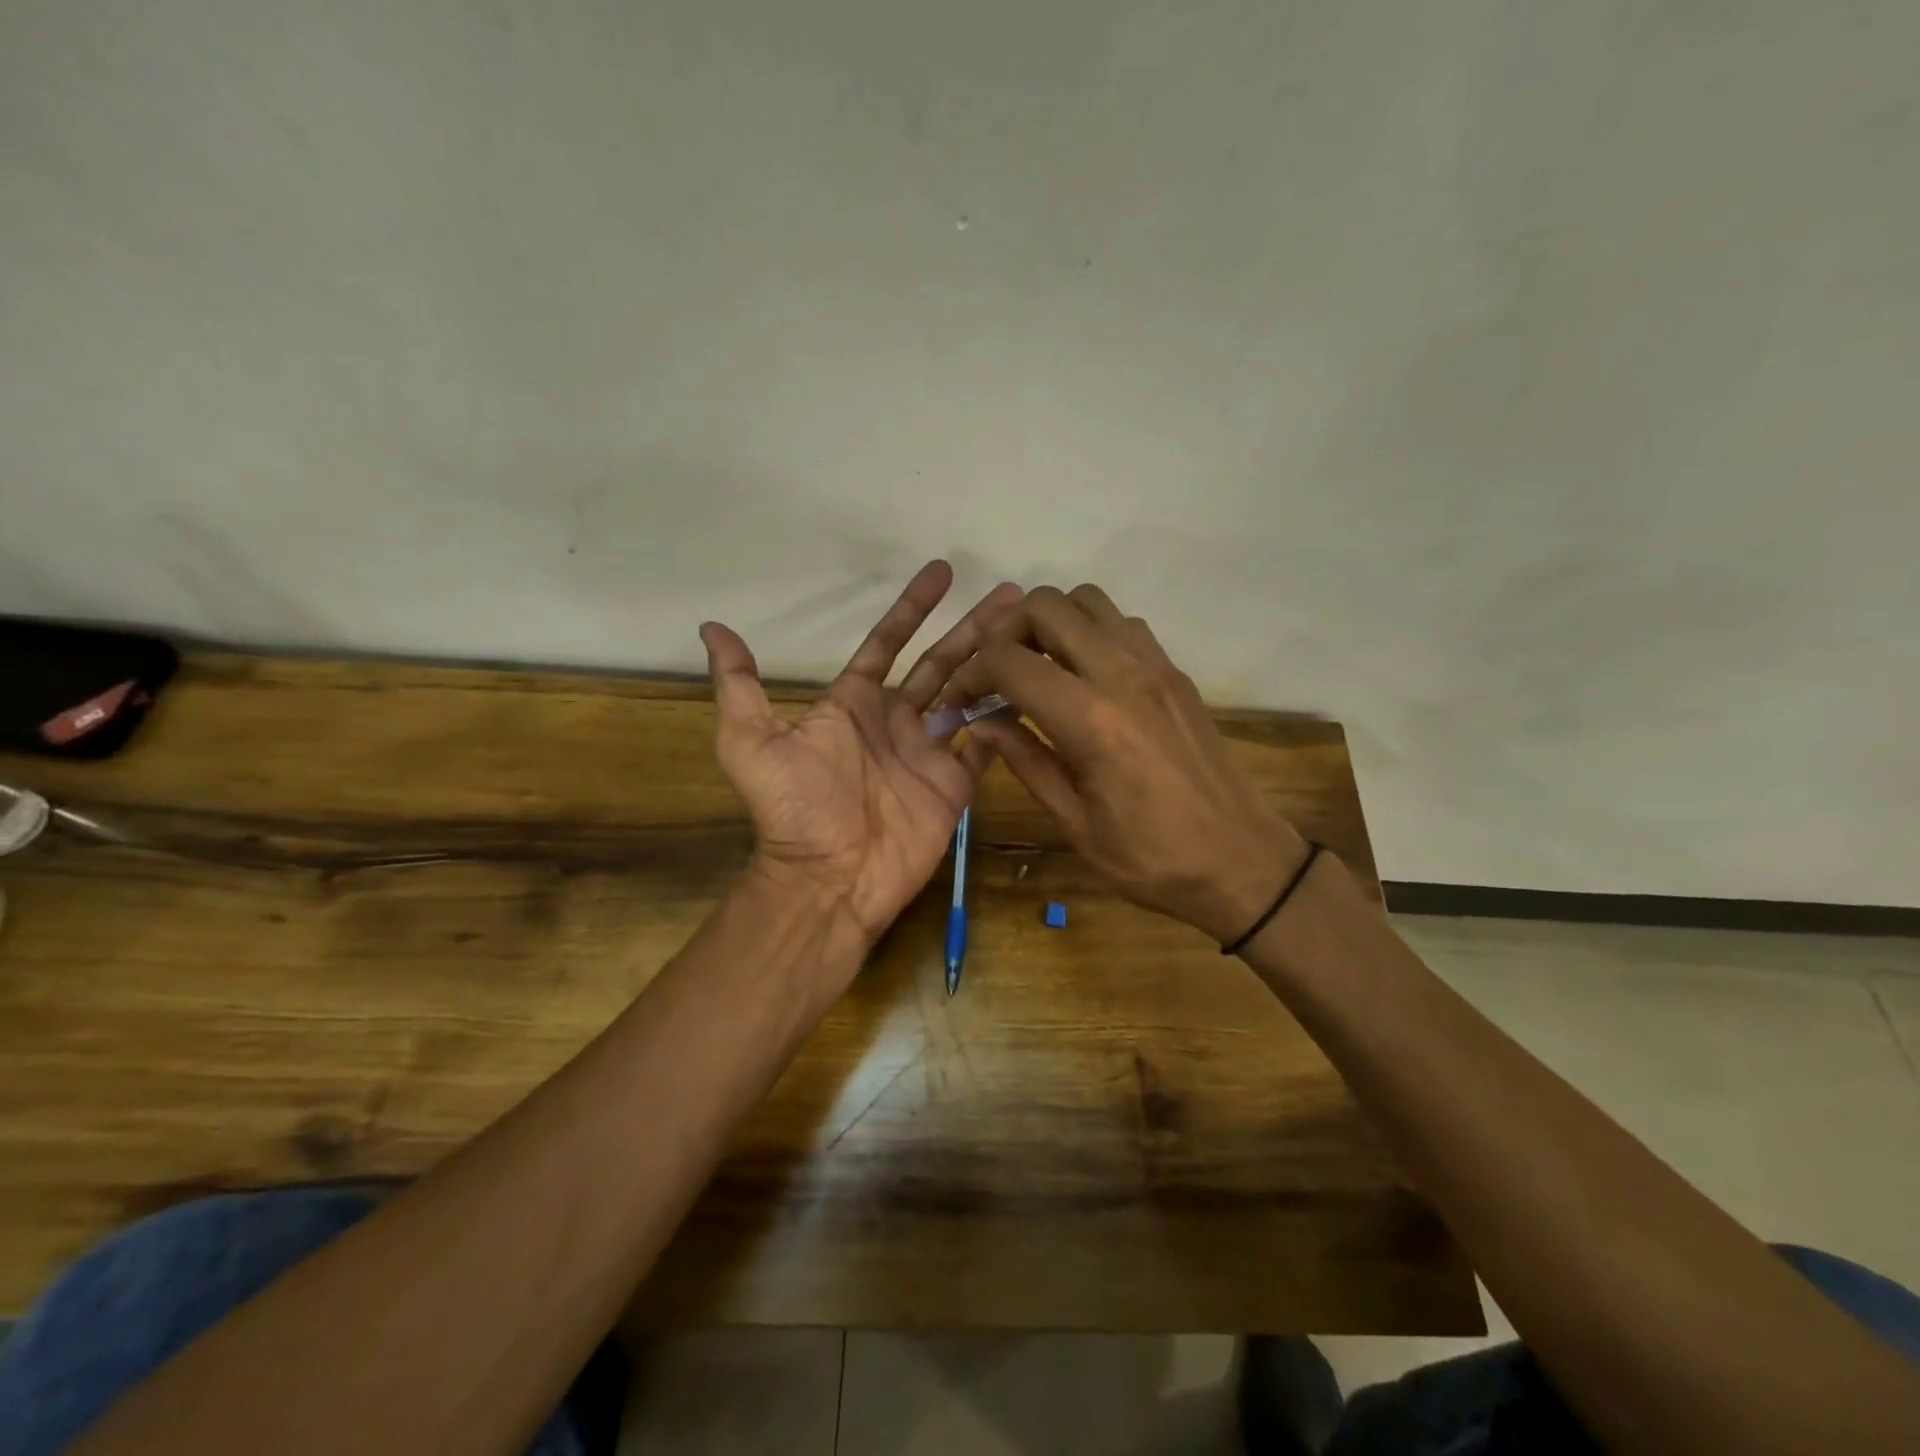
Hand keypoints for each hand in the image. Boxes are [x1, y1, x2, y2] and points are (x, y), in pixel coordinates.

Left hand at [701, 562, 1020, 950]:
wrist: (828, 879)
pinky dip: (1005, 721)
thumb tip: (711, 627)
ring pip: (969, 696)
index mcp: (854, 704)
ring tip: (1031, 635)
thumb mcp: (751, 742)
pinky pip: (985, 746)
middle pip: (941, 661)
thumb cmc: (793, 808)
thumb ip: (739, 685)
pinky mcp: (953, 785)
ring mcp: (929, 753)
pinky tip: (1033, 691)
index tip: (941, 570)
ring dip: (997, 664)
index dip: (912, 606)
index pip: (888, 643)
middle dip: (973, 627)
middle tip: (1012, 595)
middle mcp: (896, 721)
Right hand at [945, 584, 1309, 943]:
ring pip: (1088, 600)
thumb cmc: (1151, 858)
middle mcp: (1122, 675)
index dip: (970, 672)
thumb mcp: (1074, 822)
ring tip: (1038, 669)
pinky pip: (1122, 624)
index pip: (1008, 660)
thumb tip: (981, 722)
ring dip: (1051, 624)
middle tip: (996, 674)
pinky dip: (1090, 632)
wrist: (1242, 861)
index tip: (961, 699)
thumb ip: (1025, 760)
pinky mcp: (1176, 672)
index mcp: (1090, 720)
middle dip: (1006, 632)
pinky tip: (1083, 678)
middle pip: (1046, 606)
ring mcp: (1155, 666)